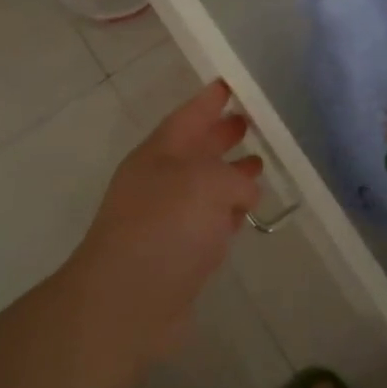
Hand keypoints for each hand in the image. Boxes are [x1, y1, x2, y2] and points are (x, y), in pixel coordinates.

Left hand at [65, 79, 261, 364]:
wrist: (126, 303)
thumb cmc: (163, 228)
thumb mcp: (205, 184)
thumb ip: (233, 177)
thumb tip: (245, 189)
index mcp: (159, 154)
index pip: (188, 116)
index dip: (209, 100)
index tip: (231, 84)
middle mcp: (161, 181)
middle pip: (196, 150)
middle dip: (222, 135)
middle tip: (252, 121)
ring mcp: (168, 219)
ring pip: (205, 187)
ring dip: (230, 175)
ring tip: (260, 164)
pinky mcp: (179, 254)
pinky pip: (209, 222)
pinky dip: (227, 213)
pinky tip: (246, 212)